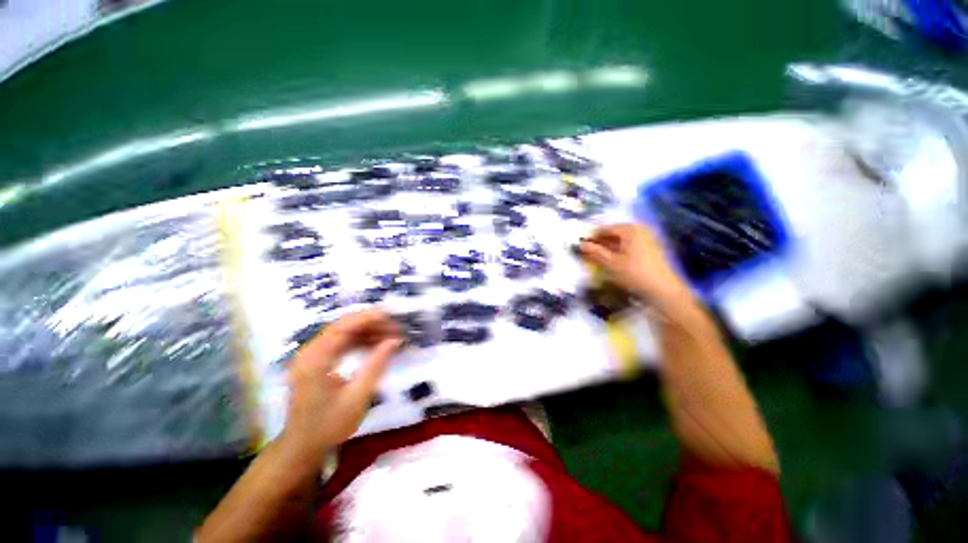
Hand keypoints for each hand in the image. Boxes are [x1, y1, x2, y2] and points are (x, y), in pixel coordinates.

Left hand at [280, 310, 401, 460]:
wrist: (303, 444)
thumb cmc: (330, 425)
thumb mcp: (357, 398)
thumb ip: (375, 367)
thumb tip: (393, 341)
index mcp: (316, 358)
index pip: (343, 326)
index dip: (369, 318)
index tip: (392, 317)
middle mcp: (308, 351)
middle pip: (339, 327)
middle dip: (367, 325)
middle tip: (395, 330)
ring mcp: (307, 357)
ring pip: (336, 336)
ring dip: (360, 334)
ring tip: (387, 337)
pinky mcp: (309, 365)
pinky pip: (331, 346)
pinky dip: (350, 344)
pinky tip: (368, 348)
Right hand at [579, 224, 692, 311]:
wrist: (664, 290)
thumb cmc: (636, 274)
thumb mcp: (612, 265)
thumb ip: (595, 253)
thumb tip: (580, 244)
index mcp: (629, 228)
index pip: (605, 229)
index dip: (592, 237)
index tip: (581, 247)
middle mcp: (640, 230)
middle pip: (616, 234)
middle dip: (602, 244)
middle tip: (590, 255)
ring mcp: (648, 240)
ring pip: (624, 242)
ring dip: (612, 250)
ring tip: (602, 262)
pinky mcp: (653, 251)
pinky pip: (633, 248)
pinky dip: (623, 254)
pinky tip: (618, 266)